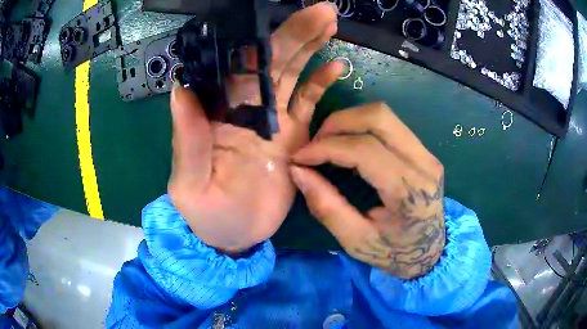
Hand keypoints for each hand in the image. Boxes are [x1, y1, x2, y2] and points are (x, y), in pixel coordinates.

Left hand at [168, 3, 342, 253]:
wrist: (234, 237)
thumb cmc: (206, 214)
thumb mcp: (189, 183)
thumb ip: (187, 138)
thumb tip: (180, 87)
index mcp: (219, 114)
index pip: (238, 67)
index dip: (257, 40)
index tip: (275, 17)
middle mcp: (246, 109)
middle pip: (272, 63)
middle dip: (295, 34)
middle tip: (321, 11)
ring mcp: (273, 121)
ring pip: (293, 75)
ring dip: (310, 48)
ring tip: (329, 23)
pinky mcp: (294, 136)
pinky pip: (310, 103)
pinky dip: (322, 83)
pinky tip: (336, 66)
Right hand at [290, 102, 444, 278]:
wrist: (430, 252)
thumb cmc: (394, 253)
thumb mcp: (356, 241)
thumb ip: (326, 206)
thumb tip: (298, 171)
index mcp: (409, 192)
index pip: (365, 150)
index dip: (326, 147)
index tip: (300, 157)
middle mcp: (423, 164)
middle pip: (378, 117)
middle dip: (338, 123)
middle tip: (315, 145)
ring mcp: (427, 153)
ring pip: (383, 114)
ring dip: (349, 121)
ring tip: (328, 142)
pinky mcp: (424, 151)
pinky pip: (389, 124)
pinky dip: (361, 127)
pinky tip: (348, 145)